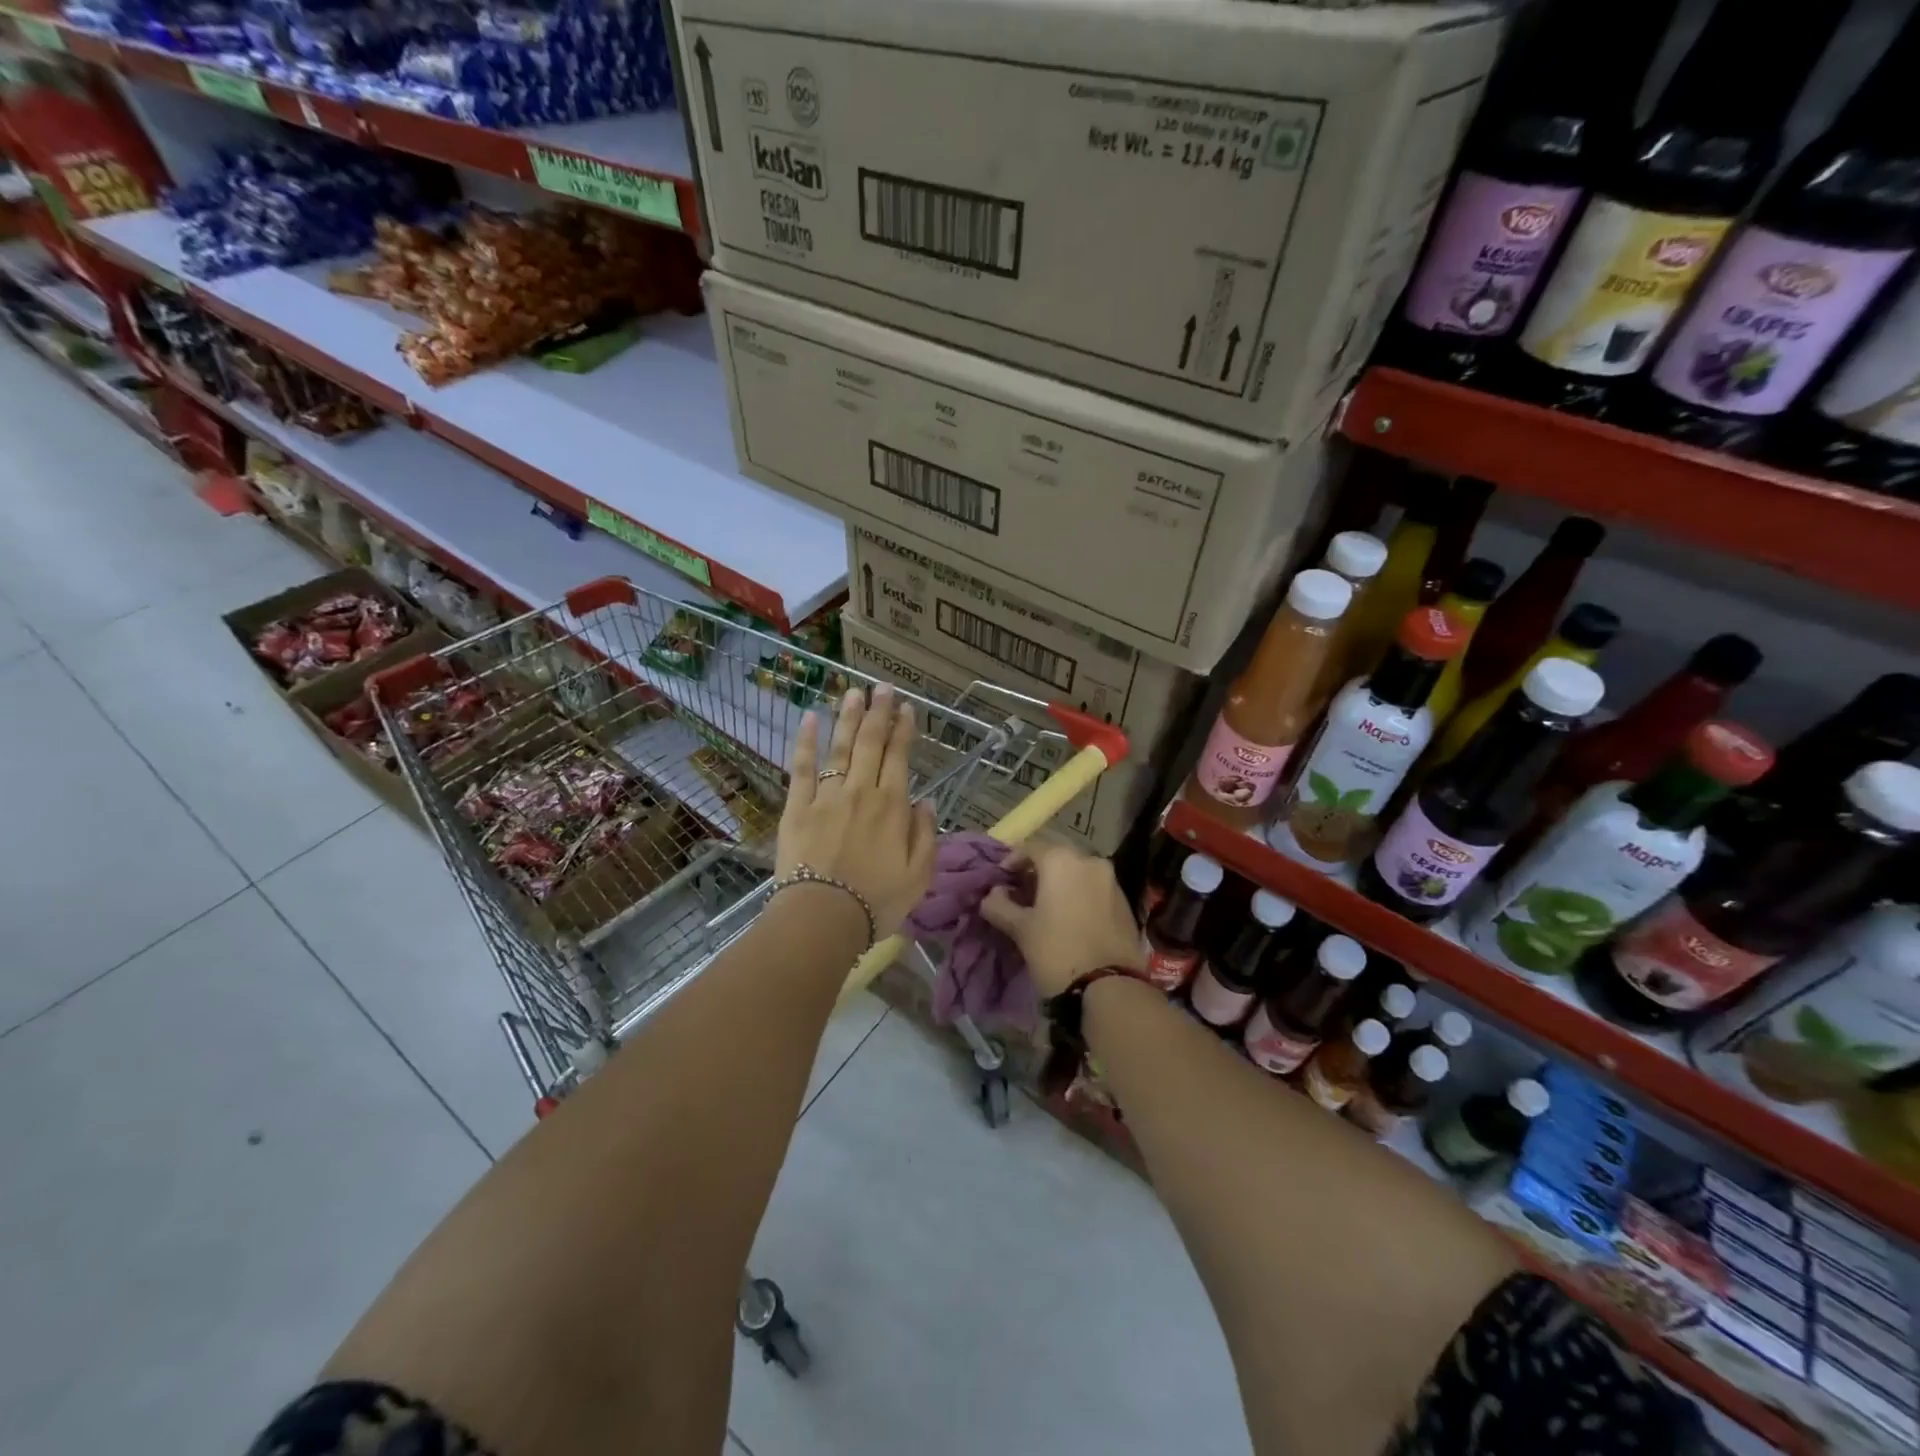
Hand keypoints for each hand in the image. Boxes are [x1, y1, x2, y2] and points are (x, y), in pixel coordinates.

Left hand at [778, 684, 938, 938]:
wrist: (823, 917)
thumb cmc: (877, 902)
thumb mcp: (919, 875)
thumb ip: (926, 835)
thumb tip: (926, 802)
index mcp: (892, 807)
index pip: (900, 758)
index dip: (904, 730)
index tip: (907, 708)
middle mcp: (861, 791)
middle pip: (871, 743)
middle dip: (879, 712)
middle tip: (882, 688)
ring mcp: (827, 796)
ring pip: (840, 748)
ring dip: (848, 718)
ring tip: (853, 692)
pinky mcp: (798, 806)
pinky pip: (802, 767)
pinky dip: (806, 741)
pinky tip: (810, 717)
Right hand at [980, 842, 1144, 997]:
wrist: (1110, 988)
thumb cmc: (1057, 951)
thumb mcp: (1020, 929)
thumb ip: (1000, 905)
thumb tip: (993, 894)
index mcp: (1061, 860)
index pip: (1030, 848)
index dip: (1012, 860)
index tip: (1001, 879)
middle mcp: (1089, 861)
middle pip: (1057, 858)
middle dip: (1038, 872)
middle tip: (1022, 893)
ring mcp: (1112, 881)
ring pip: (1078, 873)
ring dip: (1061, 883)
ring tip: (1046, 908)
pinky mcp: (1126, 902)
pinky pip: (1096, 889)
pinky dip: (1080, 895)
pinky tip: (1071, 918)